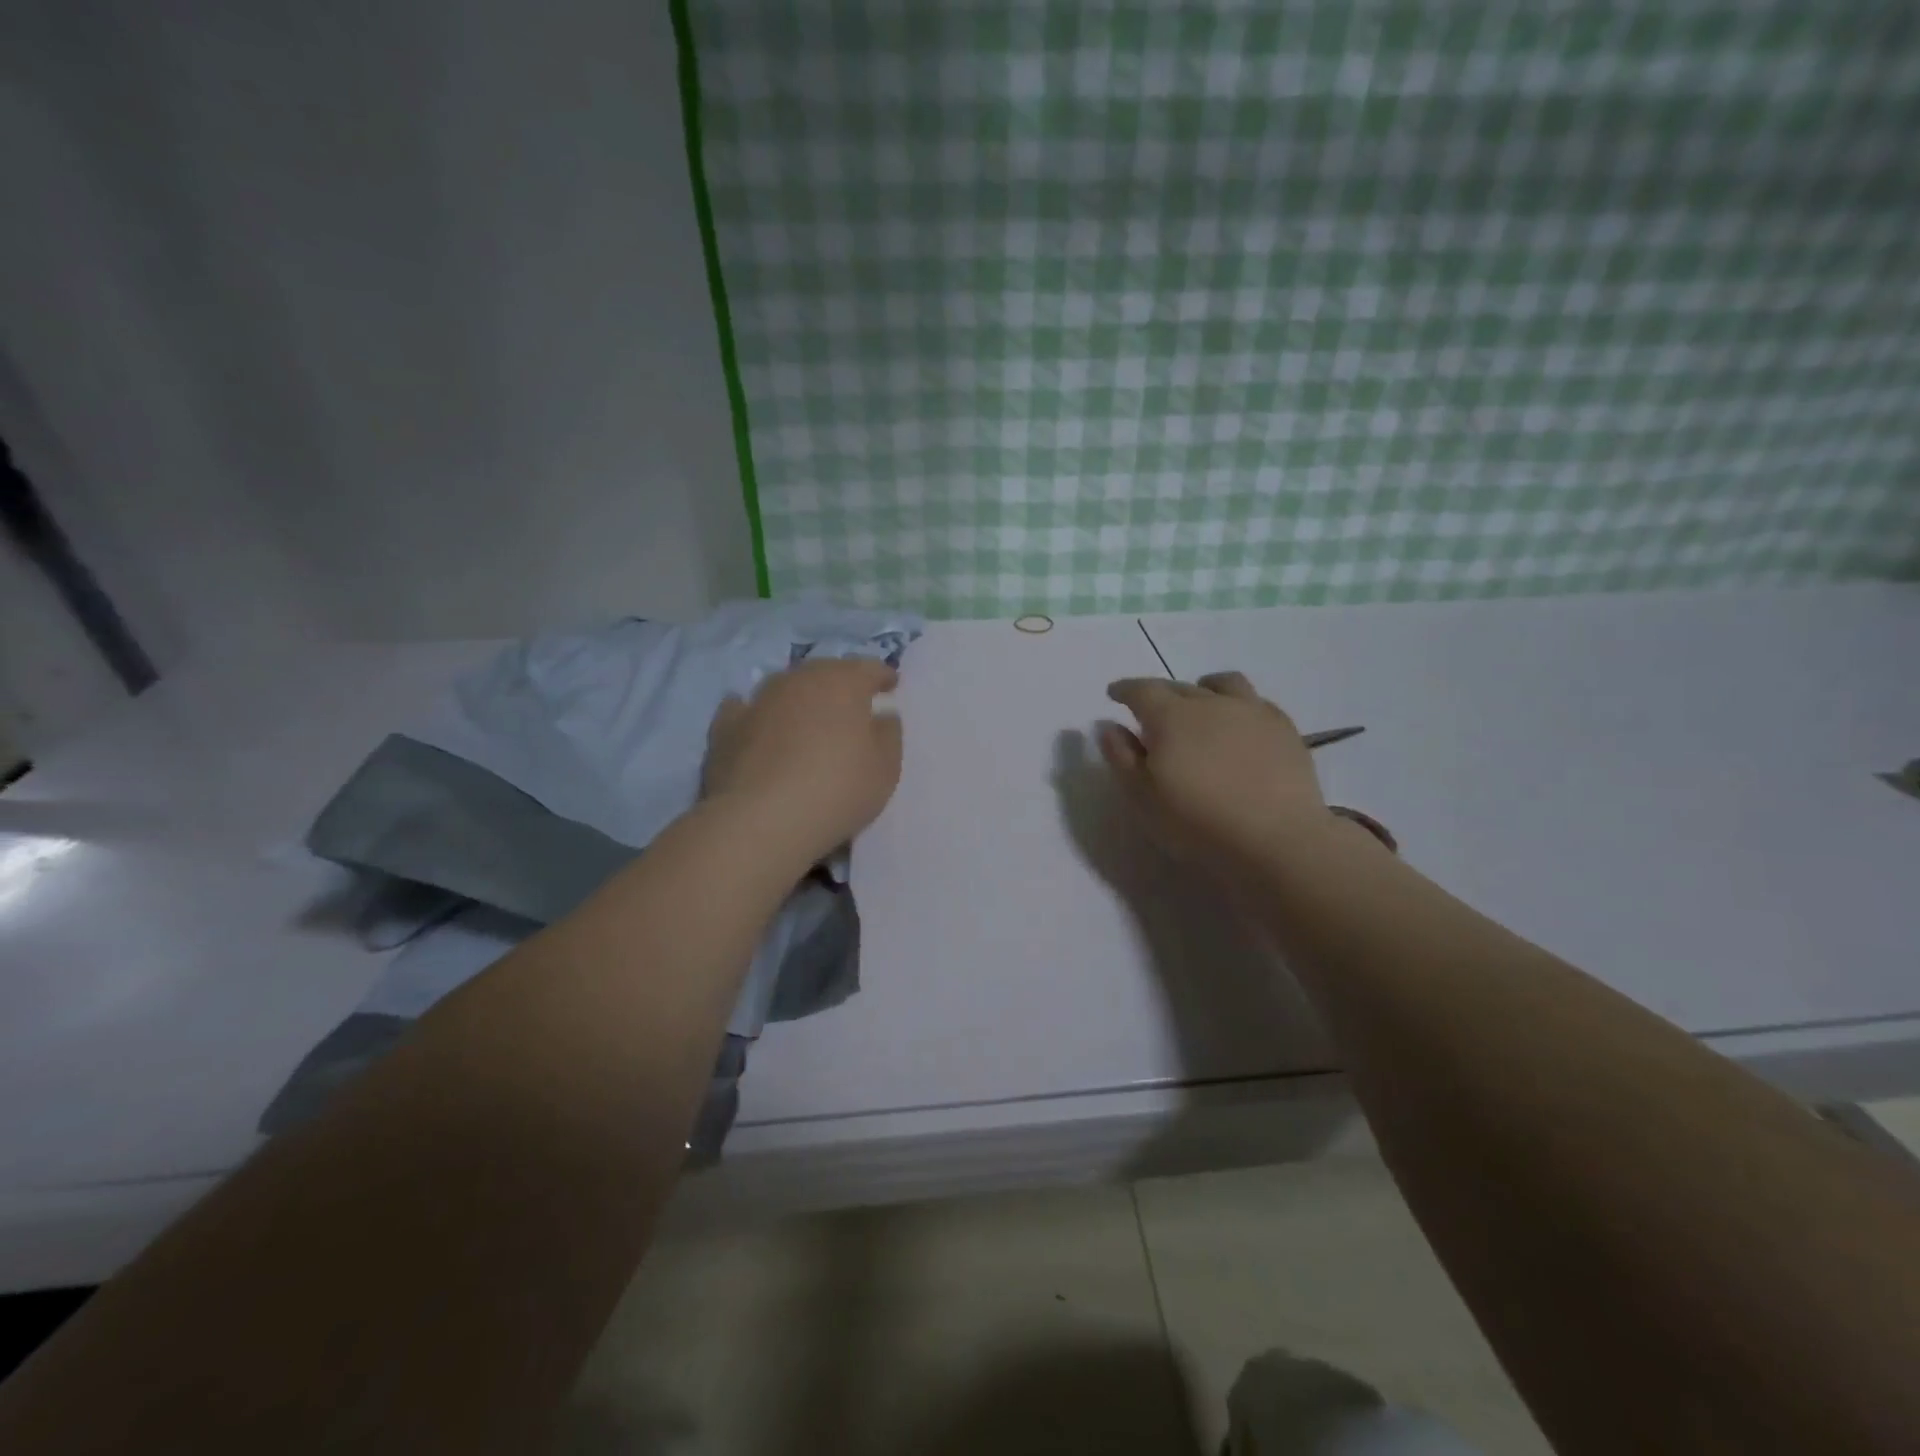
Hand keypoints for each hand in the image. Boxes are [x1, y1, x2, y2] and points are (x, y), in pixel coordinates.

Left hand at [703, 657, 902, 867]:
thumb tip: (881, 714)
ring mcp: (758, 700)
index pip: (869, 668)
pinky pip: (745, 710)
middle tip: (849, 707)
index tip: (890, 687)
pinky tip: (756, 724)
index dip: (882, 677)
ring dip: (798, 699)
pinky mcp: (725, 726)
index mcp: (843, 681)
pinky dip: (755, 714)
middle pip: (824, 673)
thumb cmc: (837, 789)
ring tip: (806, 720)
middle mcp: (799, 679)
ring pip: (785, 688)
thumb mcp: (886, 767)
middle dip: (839, 685)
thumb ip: (888, 733)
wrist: (762, 820)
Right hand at [1100, 671, 1329, 864]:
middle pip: (1179, 686)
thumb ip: (1122, 758)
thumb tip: (1110, 727)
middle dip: (1160, 694)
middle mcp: (1210, 703)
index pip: (1141, 690)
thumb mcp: (1143, 798)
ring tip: (1201, 705)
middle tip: (1152, 711)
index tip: (1115, 694)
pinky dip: (1239, 706)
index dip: (1124, 689)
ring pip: (1223, 684)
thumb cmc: (1198, 823)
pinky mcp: (1284, 728)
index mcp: (1170, 717)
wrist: (1276, 840)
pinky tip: (1239, 725)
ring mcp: (1252, 711)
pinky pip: (1256, 701)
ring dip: (1204, 688)